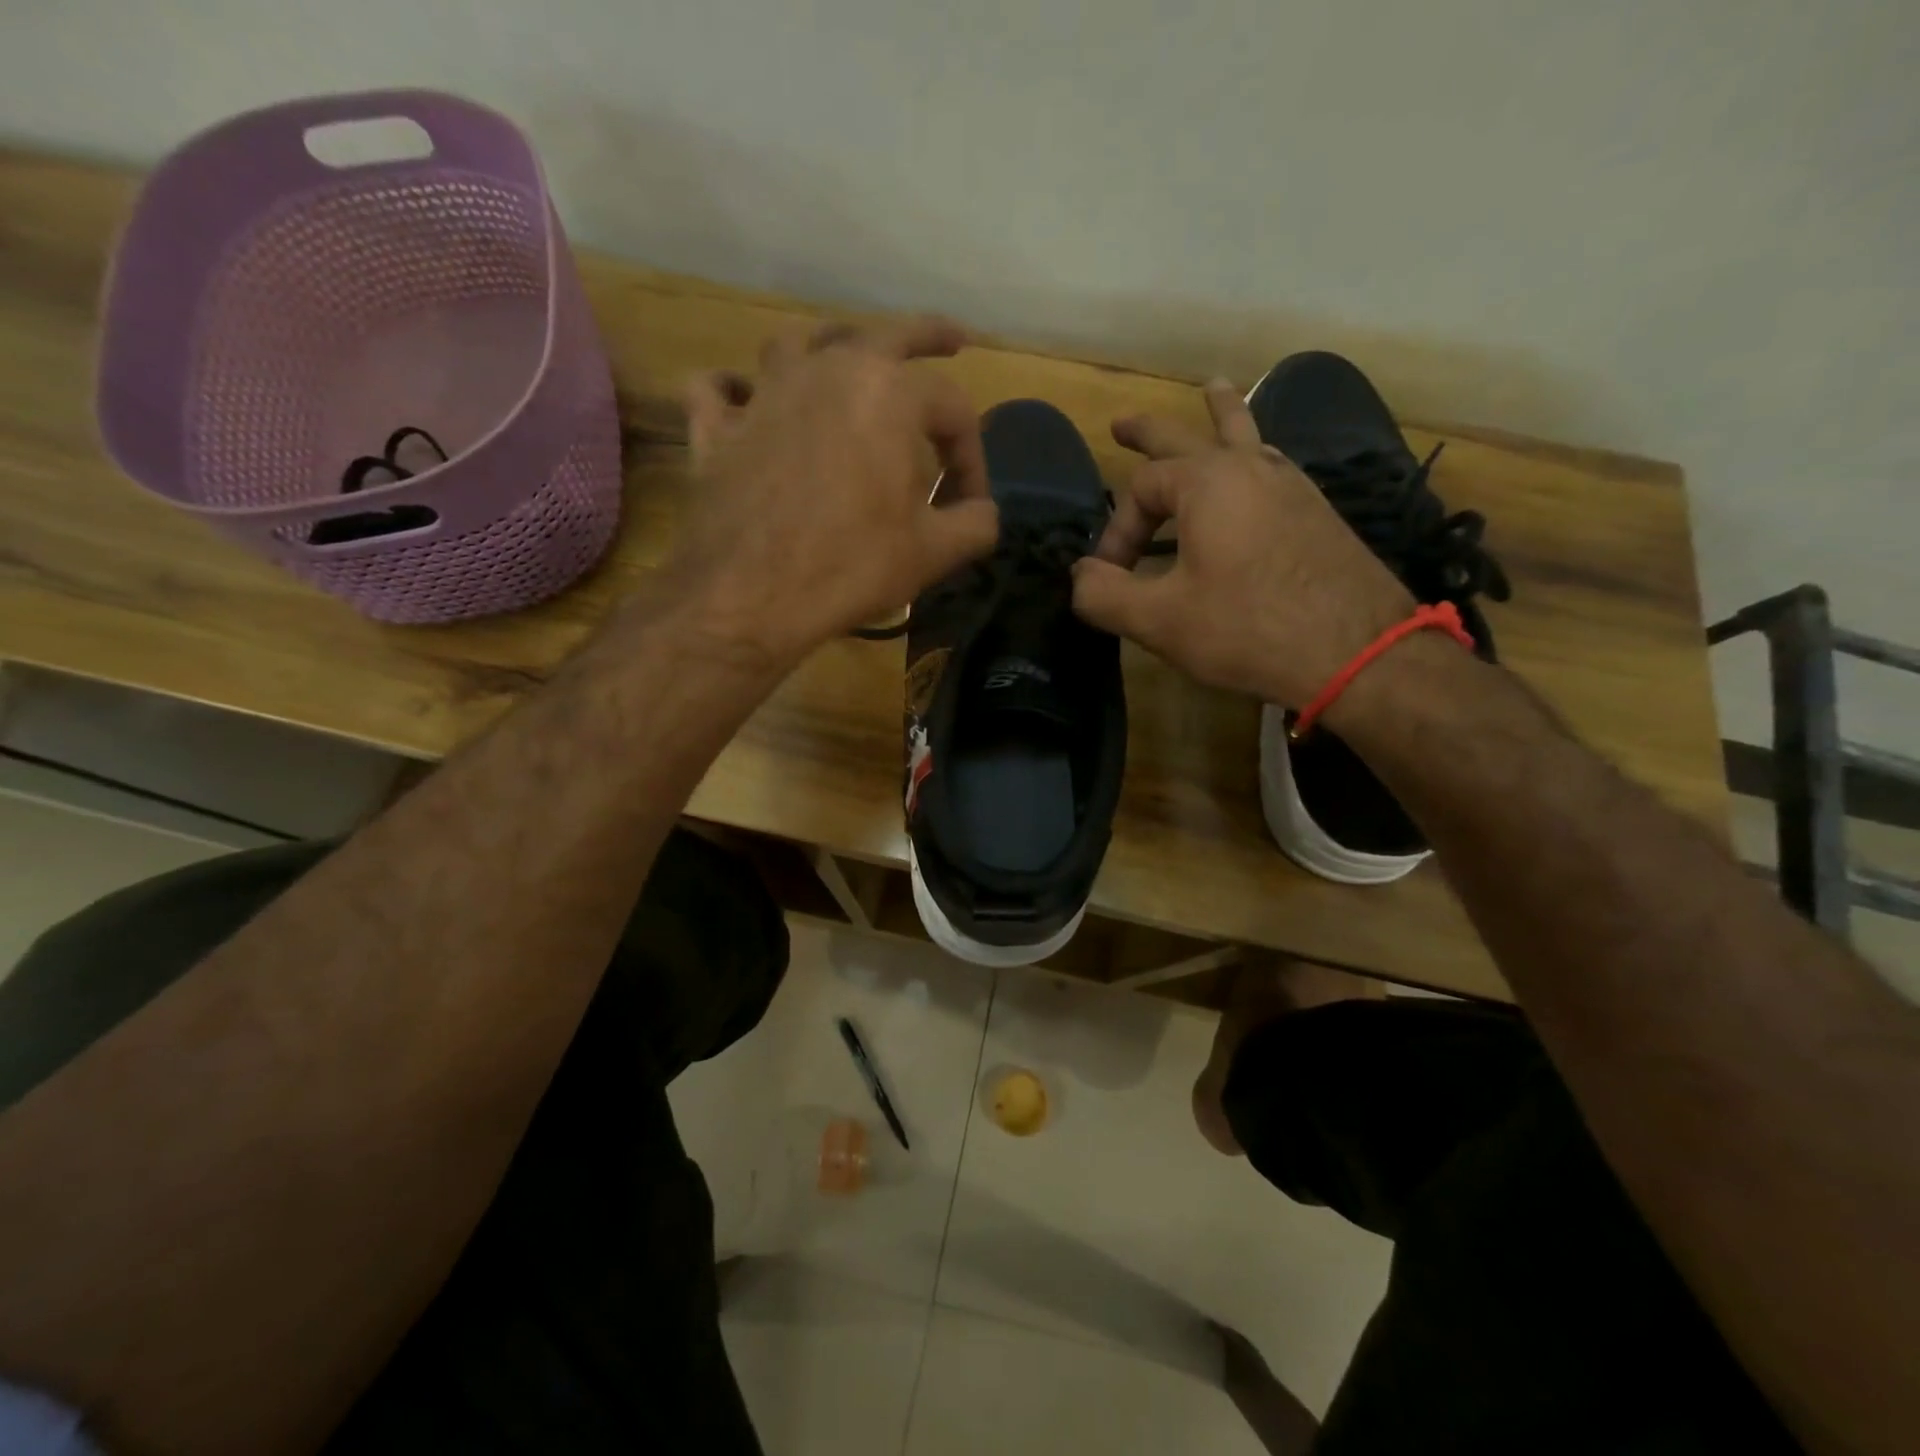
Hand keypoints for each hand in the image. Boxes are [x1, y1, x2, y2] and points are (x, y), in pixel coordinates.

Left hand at [665, 316, 999, 666]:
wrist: (751, 596)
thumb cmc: (851, 566)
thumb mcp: (934, 552)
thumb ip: (976, 523)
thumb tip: (983, 511)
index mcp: (889, 393)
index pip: (953, 408)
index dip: (973, 456)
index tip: (971, 503)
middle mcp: (827, 373)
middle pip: (885, 335)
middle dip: (928, 336)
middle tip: (953, 339)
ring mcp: (765, 394)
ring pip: (799, 344)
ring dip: (829, 347)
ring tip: (846, 359)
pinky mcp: (719, 429)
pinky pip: (719, 390)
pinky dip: (733, 390)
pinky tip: (743, 398)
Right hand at [1071, 379, 1412, 706]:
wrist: (1356, 650)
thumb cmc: (1247, 628)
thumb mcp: (1160, 620)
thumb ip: (1104, 595)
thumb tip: (1078, 576)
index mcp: (1206, 483)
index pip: (1138, 491)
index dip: (1116, 533)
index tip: (1111, 579)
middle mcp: (1249, 468)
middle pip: (1189, 435)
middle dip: (1149, 432)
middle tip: (1122, 423)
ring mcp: (1290, 485)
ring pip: (1246, 436)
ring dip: (1220, 415)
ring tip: (1213, 389)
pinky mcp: (1316, 510)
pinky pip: (1272, 465)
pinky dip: (1253, 453)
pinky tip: (1256, 464)